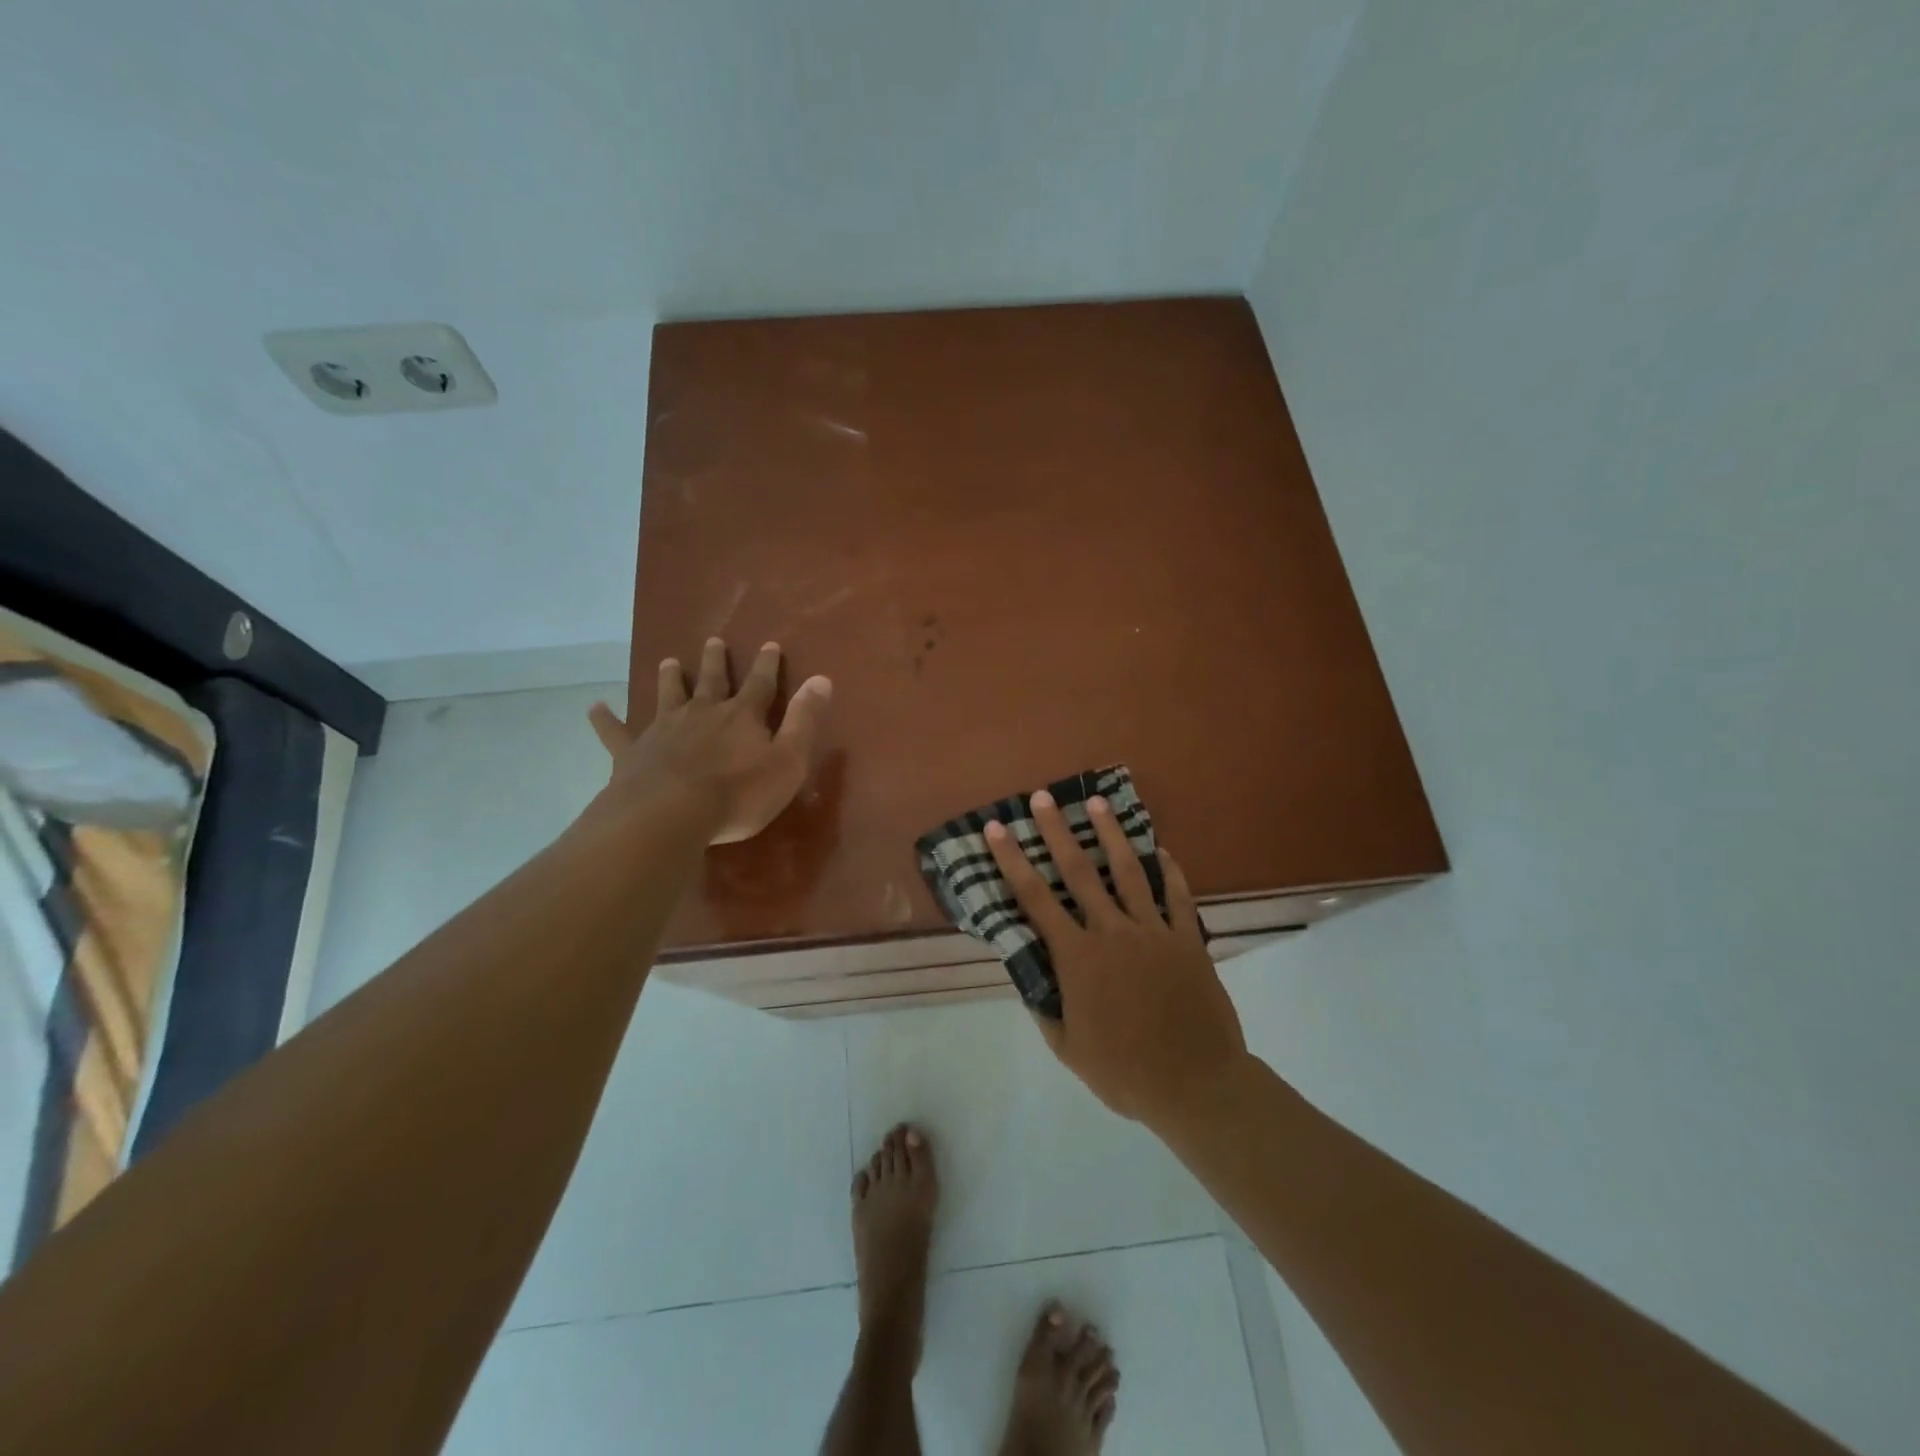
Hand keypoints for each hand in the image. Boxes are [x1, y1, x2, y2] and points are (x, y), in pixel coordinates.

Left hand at [587, 638, 831, 844]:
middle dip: (715, 662)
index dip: (767, 665)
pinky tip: (594, 707)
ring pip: (667, 696)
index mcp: (741, 716)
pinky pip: (616, 733)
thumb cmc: (738, 794)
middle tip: (713, 641)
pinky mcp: (632, 753)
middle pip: (711, 681)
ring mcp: (663, 730)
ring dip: (669, 678)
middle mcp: (702, 713)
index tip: (769, 644)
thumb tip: (822, 679)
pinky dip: (605, 719)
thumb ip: (804, 720)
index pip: (760, 684)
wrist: (670, 815)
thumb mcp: (788, 761)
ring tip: (667, 661)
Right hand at [986, 791, 1247, 1127]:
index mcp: (1078, 958)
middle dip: (1057, 831)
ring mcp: (1154, 932)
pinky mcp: (1188, 940)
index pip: (1035, 899)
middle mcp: (1112, 932)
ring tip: (1098, 803)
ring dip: (1111, 834)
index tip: (997, 829)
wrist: (1196, 1085)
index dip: (1012, 861)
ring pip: (1130, 872)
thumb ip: (1045, 1008)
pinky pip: (1178, 897)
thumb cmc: (1125, 1072)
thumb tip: (1029, 977)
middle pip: (1080, 871)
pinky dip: (1169, 871)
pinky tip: (1161, 850)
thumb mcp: (1068, 1048)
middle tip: (1043, 797)